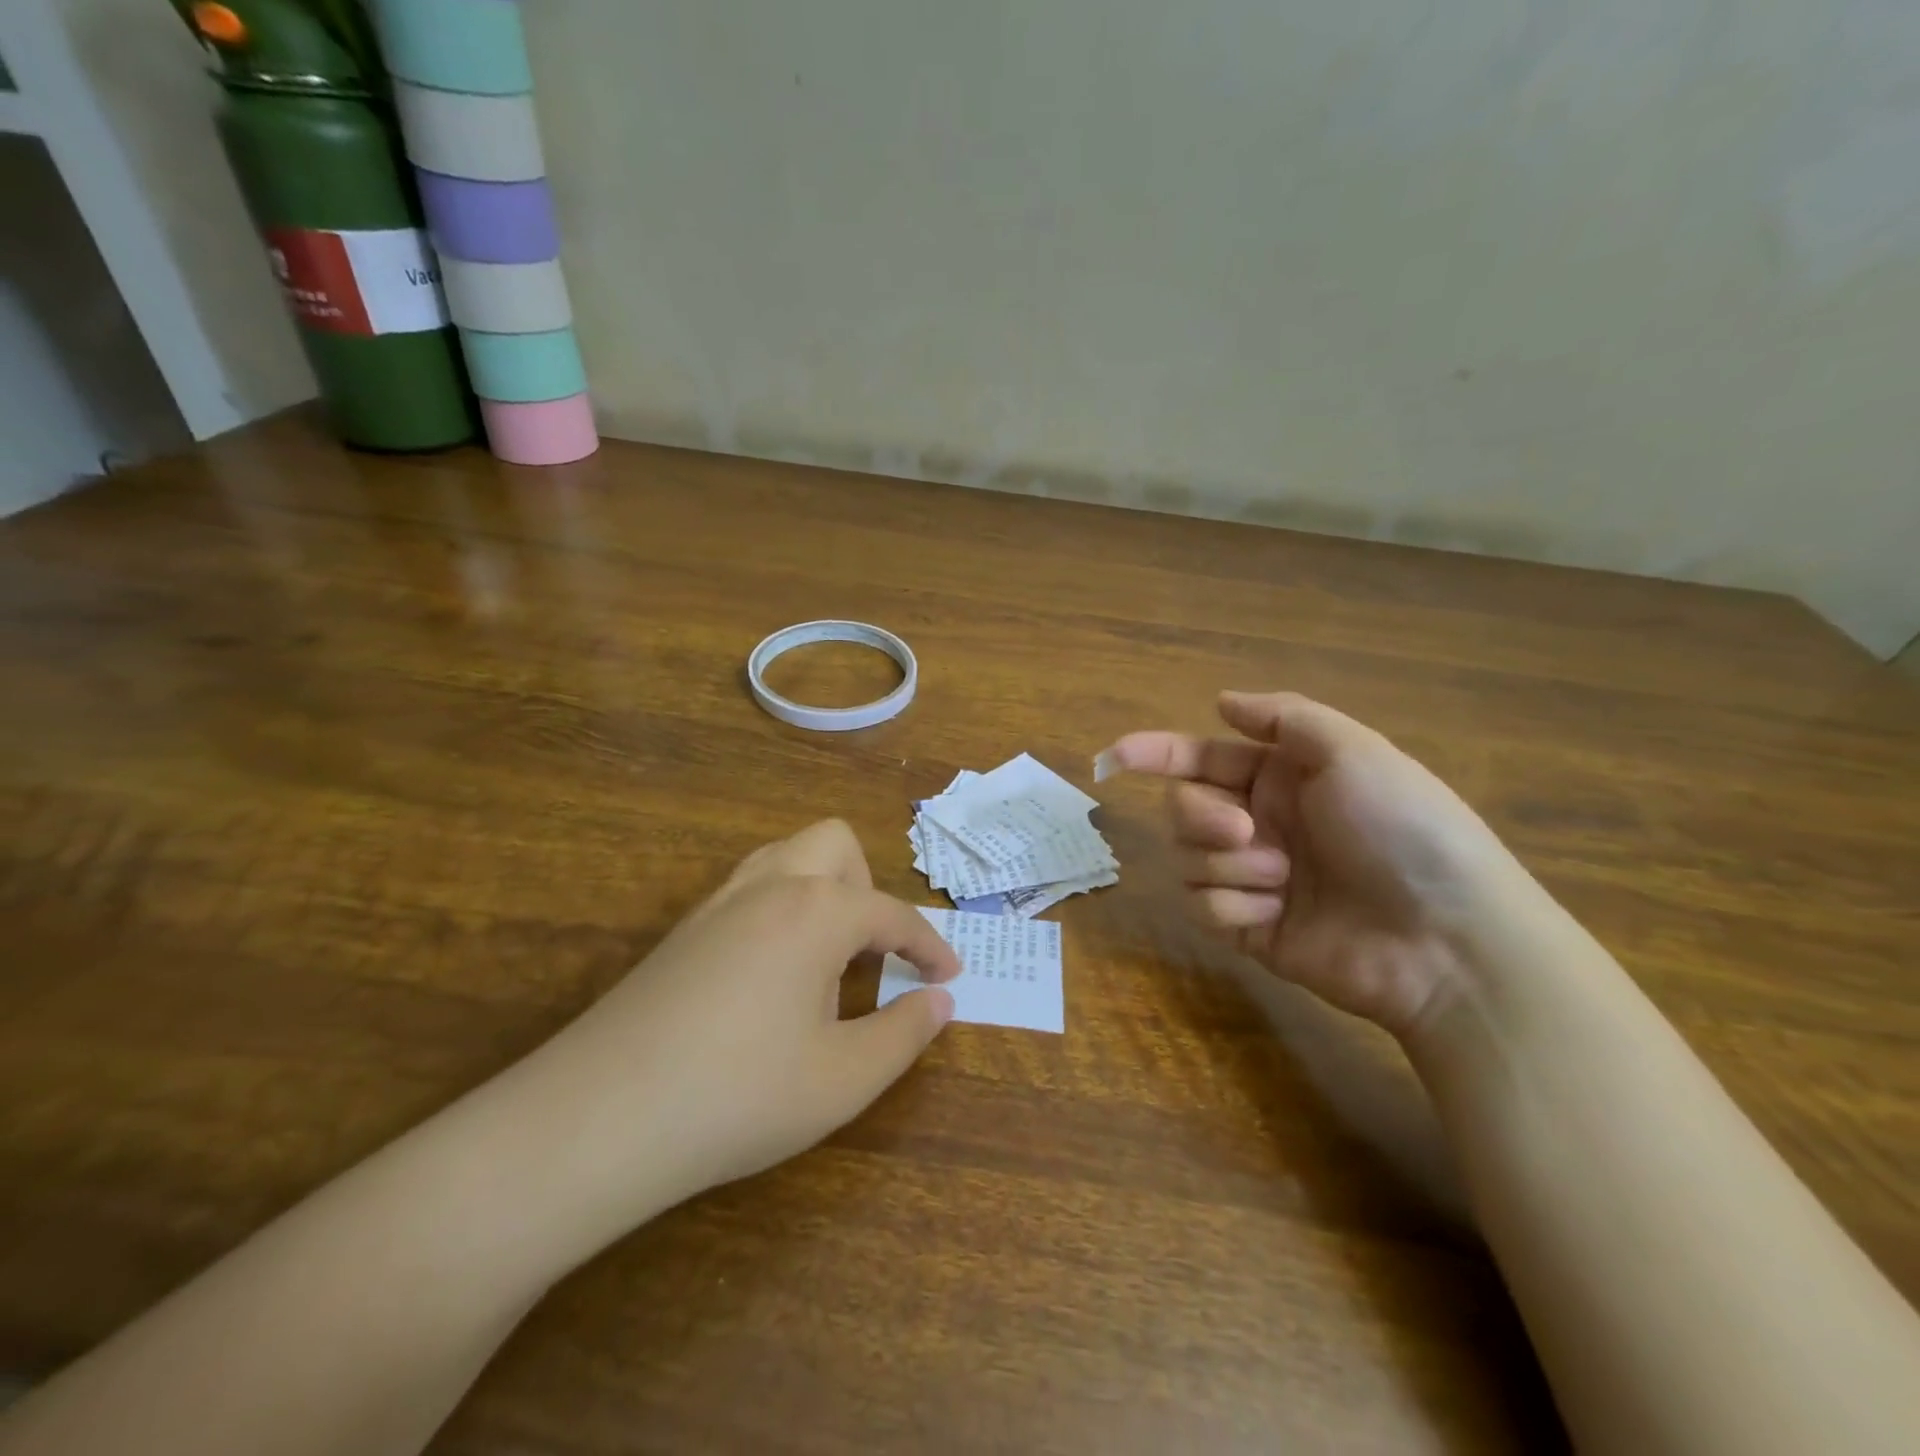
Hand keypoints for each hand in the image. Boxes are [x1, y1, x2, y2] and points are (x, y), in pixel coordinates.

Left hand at [500, 820, 958, 1238]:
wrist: (597, 1119)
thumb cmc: (739, 1096)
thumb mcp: (843, 1079)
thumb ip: (904, 1033)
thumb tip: (940, 1001)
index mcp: (818, 911)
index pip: (893, 914)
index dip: (929, 945)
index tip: (950, 975)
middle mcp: (770, 886)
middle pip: (836, 846)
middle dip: (869, 890)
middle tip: (873, 955)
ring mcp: (718, 903)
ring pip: (787, 857)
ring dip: (822, 889)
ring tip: (828, 957)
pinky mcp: (682, 930)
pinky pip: (750, 889)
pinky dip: (782, 908)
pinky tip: (772, 975)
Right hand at [1106, 691, 1543, 1035]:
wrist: (1447, 940)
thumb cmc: (1404, 830)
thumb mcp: (1354, 751)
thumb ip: (1283, 716)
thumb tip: (1220, 702)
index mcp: (1281, 778)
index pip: (1201, 758)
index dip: (1155, 753)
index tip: (1114, 757)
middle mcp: (1260, 822)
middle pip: (1184, 808)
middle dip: (1203, 817)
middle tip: (1246, 831)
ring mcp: (1252, 877)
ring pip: (1187, 857)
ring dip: (1228, 864)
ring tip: (1283, 879)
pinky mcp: (1248, 927)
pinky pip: (1202, 906)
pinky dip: (1232, 906)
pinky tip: (1274, 914)